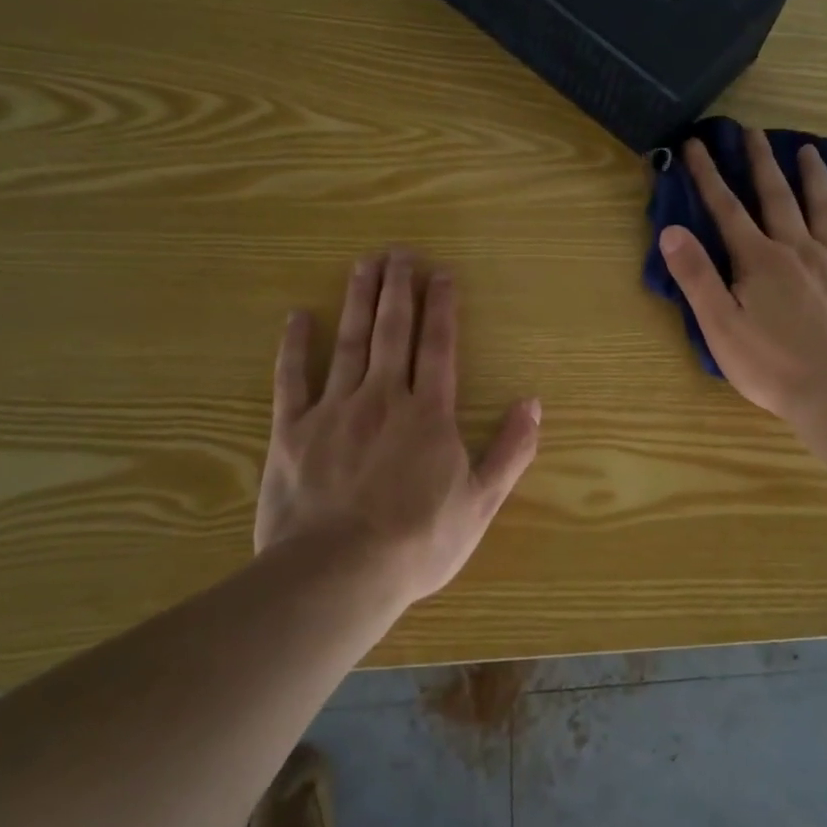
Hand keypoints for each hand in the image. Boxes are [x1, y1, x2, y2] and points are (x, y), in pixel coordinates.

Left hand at [255, 251, 541, 602]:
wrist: (337, 574)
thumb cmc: (418, 541)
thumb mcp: (481, 503)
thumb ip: (510, 450)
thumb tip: (533, 404)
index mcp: (429, 413)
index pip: (439, 346)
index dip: (441, 307)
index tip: (441, 272)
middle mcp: (383, 398)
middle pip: (393, 331)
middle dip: (398, 288)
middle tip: (399, 251)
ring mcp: (334, 410)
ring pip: (349, 343)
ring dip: (358, 301)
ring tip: (363, 265)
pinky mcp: (292, 431)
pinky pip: (292, 379)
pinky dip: (295, 347)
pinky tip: (297, 317)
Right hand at [660, 130, 826, 419]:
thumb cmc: (770, 364)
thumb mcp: (718, 324)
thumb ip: (695, 276)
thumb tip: (671, 230)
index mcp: (760, 259)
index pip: (727, 209)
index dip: (708, 175)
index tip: (695, 145)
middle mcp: (799, 249)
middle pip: (777, 197)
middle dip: (760, 162)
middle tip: (752, 131)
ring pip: (824, 208)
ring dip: (814, 176)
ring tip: (808, 149)